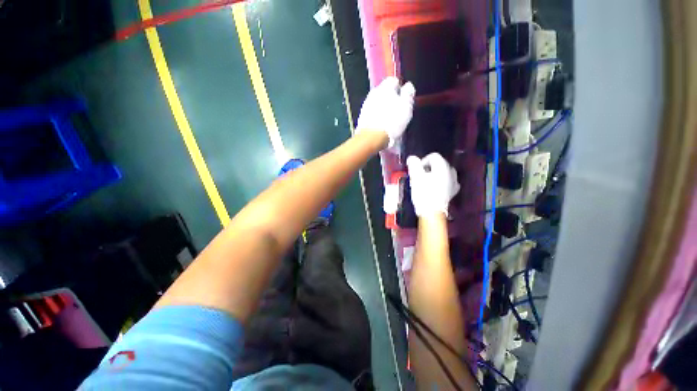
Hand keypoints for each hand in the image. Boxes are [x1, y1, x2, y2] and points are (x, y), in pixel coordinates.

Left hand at [356, 77, 415, 147]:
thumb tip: (408, 86)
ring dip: (383, 109)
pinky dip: (377, 117)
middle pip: (384, 92)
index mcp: (385, 87)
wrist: (372, 138)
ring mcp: (366, 105)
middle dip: (391, 99)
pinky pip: (372, 114)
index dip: (400, 89)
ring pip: (377, 103)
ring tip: (390, 120)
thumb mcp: (406, 107)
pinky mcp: (362, 117)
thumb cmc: (392, 122)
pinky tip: (381, 126)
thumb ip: (408, 94)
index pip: (394, 81)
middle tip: (398, 111)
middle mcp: (374, 93)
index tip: (404, 100)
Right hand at [406, 153, 459, 216]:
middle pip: (440, 163)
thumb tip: (412, 158)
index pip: (433, 156)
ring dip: (436, 174)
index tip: (416, 171)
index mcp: (442, 166)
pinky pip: (447, 181)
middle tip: (420, 176)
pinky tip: (436, 187)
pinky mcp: (453, 191)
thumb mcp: (416, 177)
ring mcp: (454, 182)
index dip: (423, 161)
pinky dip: (441, 182)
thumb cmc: (423, 193)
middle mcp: (451, 172)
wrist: (432, 212)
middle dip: (429, 167)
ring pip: (444, 172)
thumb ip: (414, 165)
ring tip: (427, 182)